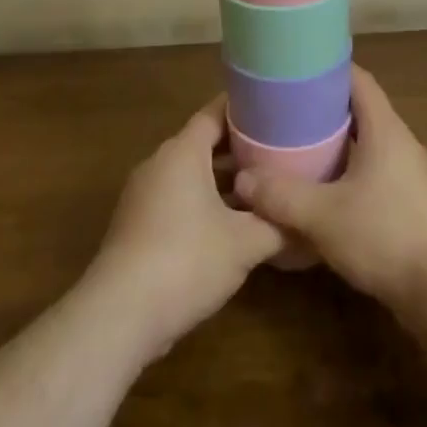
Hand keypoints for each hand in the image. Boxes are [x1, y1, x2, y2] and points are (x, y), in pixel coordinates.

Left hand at [86, 100, 283, 361]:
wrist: (119, 316)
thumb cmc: (186, 261)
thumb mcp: (245, 243)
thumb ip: (278, 224)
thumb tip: (307, 219)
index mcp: (183, 152)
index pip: (216, 112)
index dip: (245, 109)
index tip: (275, 109)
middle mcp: (160, 164)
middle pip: (204, 143)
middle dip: (241, 147)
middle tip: (280, 149)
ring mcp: (144, 195)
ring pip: (191, 174)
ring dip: (224, 179)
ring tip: (263, 186)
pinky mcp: (138, 226)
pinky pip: (178, 199)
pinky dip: (205, 202)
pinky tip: (232, 225)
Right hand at [234, 66, 426, 314]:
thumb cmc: (386, 235)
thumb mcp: (323, 216)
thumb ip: (281, 196)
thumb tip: (242, 180)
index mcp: (385, 129)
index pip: (358, 80)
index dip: (329, 71)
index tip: (297, 72)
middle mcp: (402, 143)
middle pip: (362, 113)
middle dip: (326, 112)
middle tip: (288, 117)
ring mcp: (413, 176)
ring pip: (370, 148)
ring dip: (339, 148)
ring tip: (301, 155)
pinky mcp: (416, 207)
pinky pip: (378, 177)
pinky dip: (352, 177)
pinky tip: (328, 198)